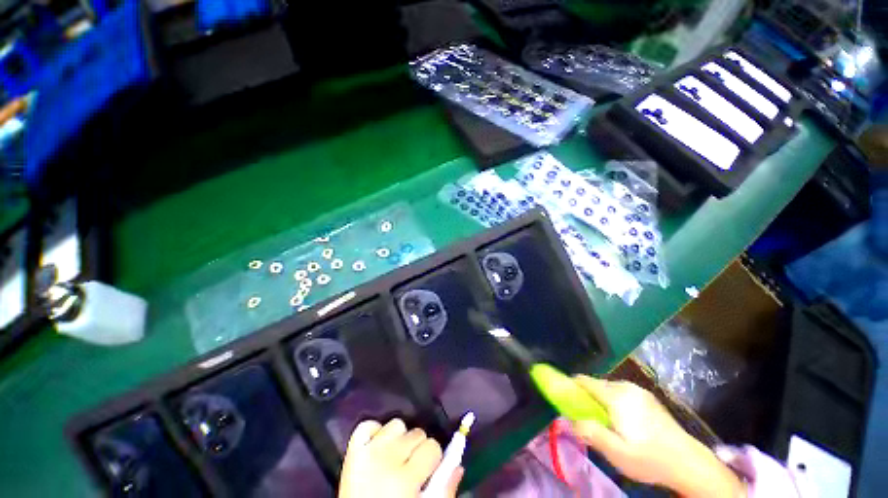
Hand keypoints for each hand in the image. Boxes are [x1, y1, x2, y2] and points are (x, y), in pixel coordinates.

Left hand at [339, 419, 463, 497]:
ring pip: (396, 424)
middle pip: (417, 433)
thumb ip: (444, 491)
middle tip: (411, 468)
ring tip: (394, 458)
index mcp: (405, 480)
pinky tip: (377, 447)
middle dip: (418, 449)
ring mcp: (367, 452)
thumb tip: (458, 465)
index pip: (433, 447)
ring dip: (399, 438)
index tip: (428, 472)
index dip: (434, 460)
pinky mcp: (352, 451)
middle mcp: (387, 460)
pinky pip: (367, 425)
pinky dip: (374, 432)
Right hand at [570, 376, 744, 497]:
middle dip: (587, 396)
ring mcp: (639, 391)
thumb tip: (569, 419)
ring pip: (609, 388)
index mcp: (616, 396)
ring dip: (601, 400)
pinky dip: (615, 401)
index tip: (564, 397)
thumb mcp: (616, 452)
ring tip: (606, 422)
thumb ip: (590, 432)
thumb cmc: (649, 458)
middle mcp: (626, 387)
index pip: (584, 381)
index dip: (571, 386)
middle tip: (587, 417)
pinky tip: (624, 421)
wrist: (690, 463)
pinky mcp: (649, 398)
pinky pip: (622, 392)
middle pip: (596, 384)